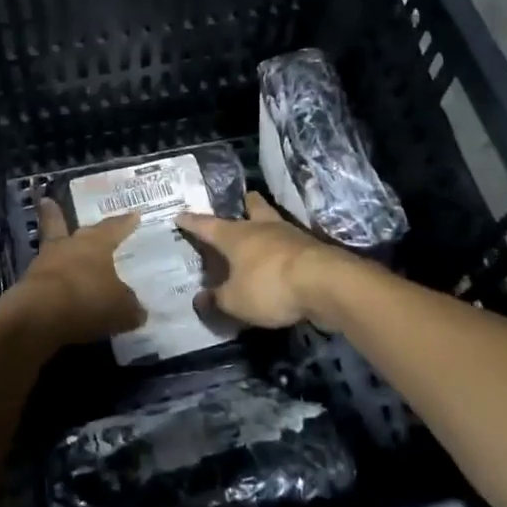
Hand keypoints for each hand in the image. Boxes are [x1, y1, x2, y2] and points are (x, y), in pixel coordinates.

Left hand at [0, 199, 145, 349]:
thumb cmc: (88, 300)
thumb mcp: (122, 308)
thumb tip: (137, 310)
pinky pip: (44, 279)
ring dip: (55, 251)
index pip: (114, 228)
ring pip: (50, 250)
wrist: (39, 317)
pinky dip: (51, 283)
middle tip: (49, 202)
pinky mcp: (27, 285)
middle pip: (62, 225)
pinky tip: (57, 292)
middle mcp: (68, 246)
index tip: (133, 214)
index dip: (125, 223)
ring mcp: (44, 263)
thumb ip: (130, 307)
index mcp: (95, 243)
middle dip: (58, 215)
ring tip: (58, 252)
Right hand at [176, 192, 341, 328]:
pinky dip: (284, 249)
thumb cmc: (270, 286)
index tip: (180, 215)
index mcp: (236, 236)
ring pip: (274, 222)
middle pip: (252, 207)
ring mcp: (291, 235)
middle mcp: (262, 228)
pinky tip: (282, 259)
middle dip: (244, 205)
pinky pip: (292, 244)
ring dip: (267, 226)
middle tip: (240, 205)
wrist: (326, 283)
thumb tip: (199, 299)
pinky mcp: (313, 249)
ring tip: (261, 234)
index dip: (192, 222)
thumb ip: (217, 299)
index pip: (207, 225)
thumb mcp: (235, 301)